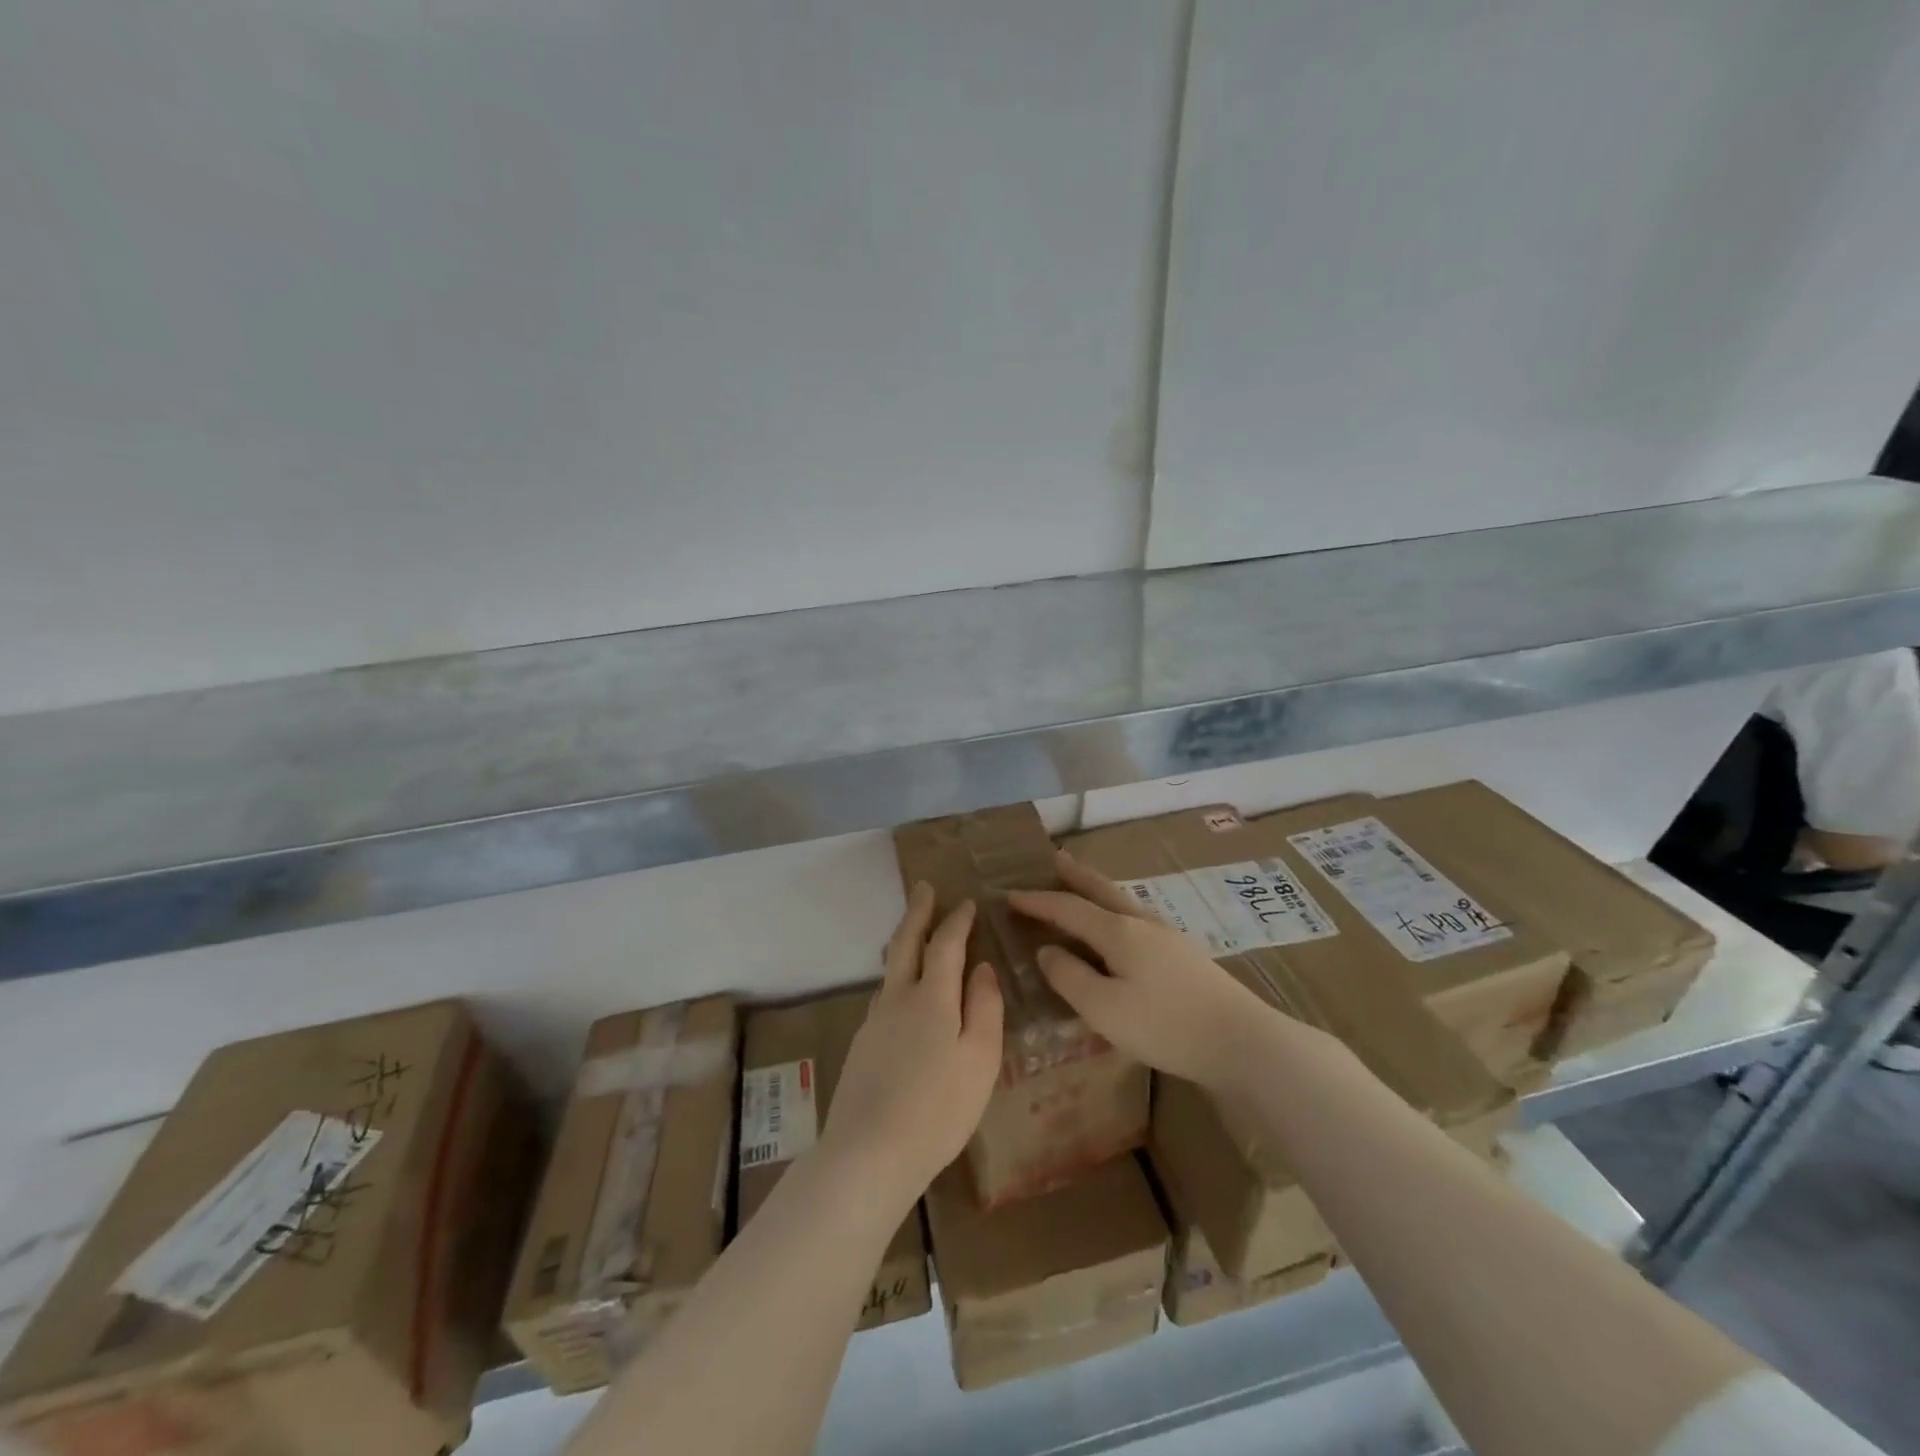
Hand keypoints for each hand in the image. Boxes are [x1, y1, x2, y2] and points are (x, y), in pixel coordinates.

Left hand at [818, 884, 1003, 1209]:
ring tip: (915, 932)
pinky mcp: (862, 1045)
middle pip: (906, 943)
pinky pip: (884, 994)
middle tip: (924, 888)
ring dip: (904, 942)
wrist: (868, 1154)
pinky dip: (896, 975)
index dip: (957, 921)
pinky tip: (902, 992)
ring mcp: (874, 1021)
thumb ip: (984, 1008)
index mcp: (931, 997)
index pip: (945, 944)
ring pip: (890, 968)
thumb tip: (981, 967)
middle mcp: (897, 998)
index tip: (967, 903)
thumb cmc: (938, 1108)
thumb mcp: (980, 1059)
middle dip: (917, 912)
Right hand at [1008, 849, 1291, 1089]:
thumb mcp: (1103, 1008)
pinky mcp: (1184, 955)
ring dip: (1097, 890)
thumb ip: (1069, 977)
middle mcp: (1142, 923)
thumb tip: (1047, 950)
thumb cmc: (1165, 1026)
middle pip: (1101, 890)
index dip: (1037, 901)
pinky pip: (1136, 919)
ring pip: (1122, 902)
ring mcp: (1167, 936)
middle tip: (1053, 859)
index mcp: (1118, 932)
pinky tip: (1121, 927)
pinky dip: (1115, 911)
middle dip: (1074, 875)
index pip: (1068, 908)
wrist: (1241, 1041)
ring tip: (1082, 884)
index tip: (1010, 894)